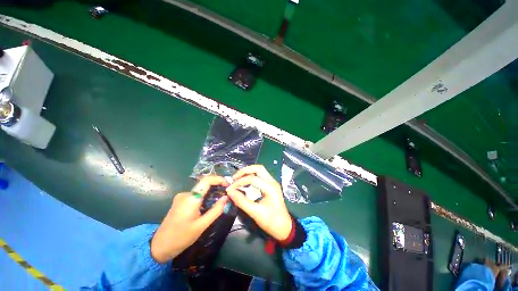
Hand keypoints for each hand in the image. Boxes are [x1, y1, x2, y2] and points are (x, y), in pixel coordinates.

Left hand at [150, 176, 228, 262]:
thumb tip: (226, 198)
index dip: (219, 179)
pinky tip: (207, 206)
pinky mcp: (180, 201)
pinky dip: (204, 197)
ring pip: (200, 190)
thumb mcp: (202, 225)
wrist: (159, 247)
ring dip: (211, 193)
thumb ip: (216, 210)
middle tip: (226, 194)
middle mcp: (186, 194)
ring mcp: (181, 197)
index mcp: (191, 198)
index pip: (207, 180)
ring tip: (219, 201)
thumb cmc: (181, 237)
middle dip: (217, 187)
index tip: (228, 185)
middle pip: (204, 184)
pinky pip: (195, 195)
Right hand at [226, 165, 291, 240]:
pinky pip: (260, 175)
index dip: (239, 182)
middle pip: (258, 168)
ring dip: (248, 172)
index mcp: (270, 187)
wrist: (284, 228)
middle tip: (234, 178)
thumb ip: (242, 201)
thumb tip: (230, 192)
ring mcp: (272, 182)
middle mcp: (272, 181)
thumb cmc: (271, 222)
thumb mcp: (255, 213)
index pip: (252, 179)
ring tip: (238, 179)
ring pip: (260, 170)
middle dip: (245, 171)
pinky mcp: (271, 185)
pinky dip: (251, 176)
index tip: (230, 188)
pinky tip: (245, 182)